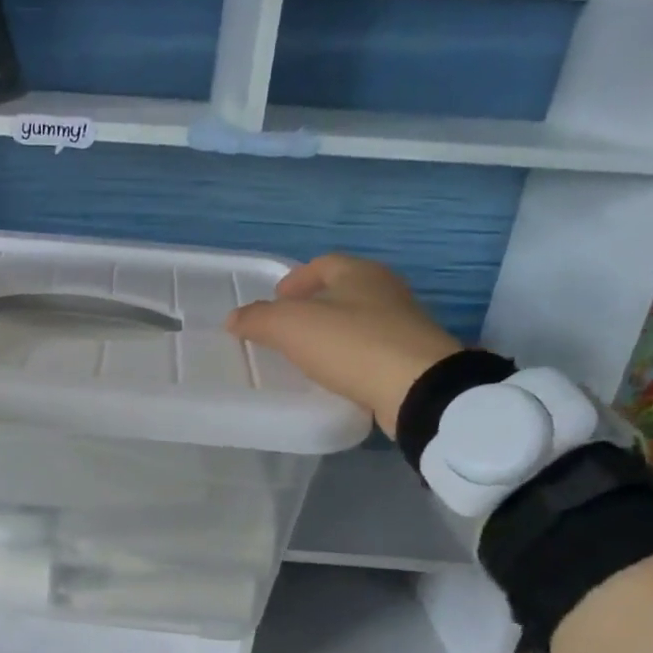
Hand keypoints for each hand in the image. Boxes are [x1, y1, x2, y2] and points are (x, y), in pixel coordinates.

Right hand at [225, 254, 461, 434]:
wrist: (419, 389)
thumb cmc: (351, 344)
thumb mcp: (291, 327)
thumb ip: (258, 319)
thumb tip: (234, 318)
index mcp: (360, 272)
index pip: (322, 264)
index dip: (296, 279)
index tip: (276, 299)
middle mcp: (386, 290)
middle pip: (342, 290)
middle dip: (313, 305)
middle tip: (286, 326)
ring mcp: (405, 325)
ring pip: (358, 320)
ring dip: (332, 332)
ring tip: (306, 353)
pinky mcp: (412, 358)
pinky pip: (371, 350)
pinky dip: (350, 356)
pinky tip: (335, 374)